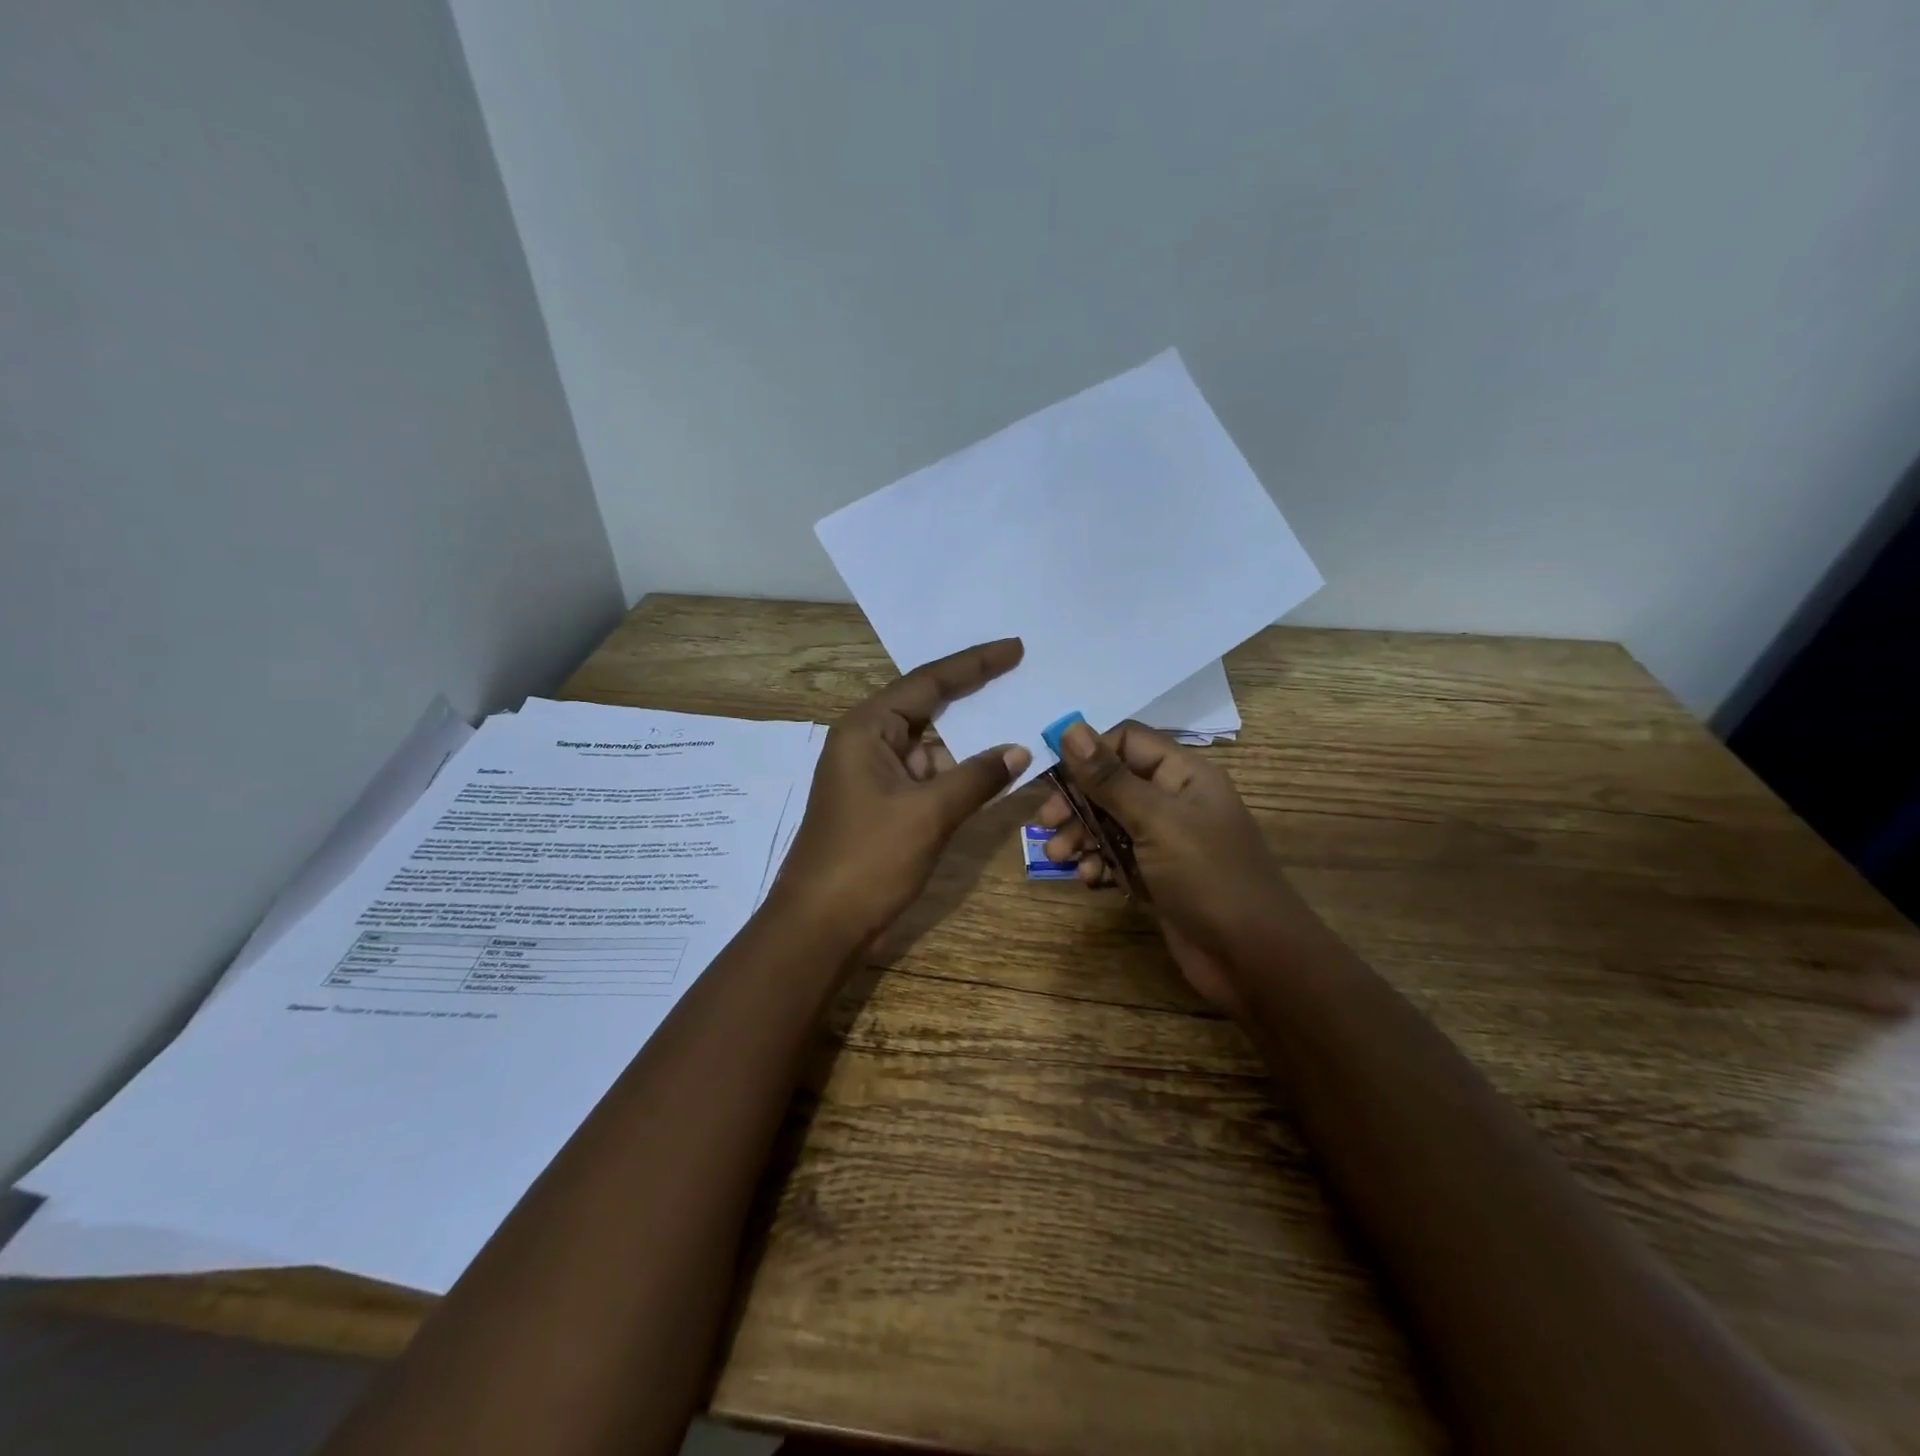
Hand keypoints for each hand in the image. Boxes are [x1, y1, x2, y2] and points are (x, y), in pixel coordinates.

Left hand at [773, 639, 1032, 946]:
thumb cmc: (868, 860)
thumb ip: (977, 777)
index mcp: (866, 729)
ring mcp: (874, 775)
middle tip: (1021, 674)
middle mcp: (867, 742)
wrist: (820, 927)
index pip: (928, 683)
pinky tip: (993, 772)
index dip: (975, 664)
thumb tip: (1020, 749)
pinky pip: (928, 776)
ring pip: (931, 747)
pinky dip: (959, 773)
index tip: (1015, 649)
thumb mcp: (928, 814)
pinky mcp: (882, 804)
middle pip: (927, 707)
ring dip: (970, 742)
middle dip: (973, 695)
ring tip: (1019, 721)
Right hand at [1037, 719, 1304, 1016]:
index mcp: (1184, 774)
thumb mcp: (1156, 821)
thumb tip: (1070, 728)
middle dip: (1076, 800)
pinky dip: (1098, 864)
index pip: (1126, 741)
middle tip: (1045, 822)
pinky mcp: (1157, 876)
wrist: (1253, 959)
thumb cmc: (1208, 877)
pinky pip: (1117, 857)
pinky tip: (1088, 880)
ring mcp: (1166, 841)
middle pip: (1112, 783)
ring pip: (1109, 822)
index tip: (1053, 775)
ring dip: (1080, 835)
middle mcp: (1174, 800)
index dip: (1088, 752)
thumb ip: (1110, 778)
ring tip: (1059, 856)